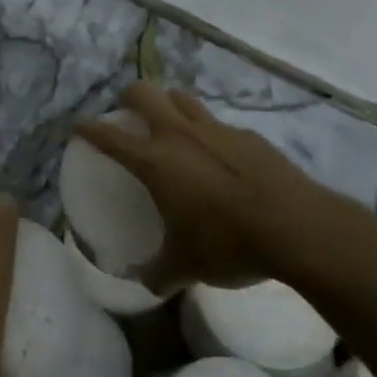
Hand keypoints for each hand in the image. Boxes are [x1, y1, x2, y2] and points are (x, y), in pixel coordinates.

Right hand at [74, 81, 343, 291]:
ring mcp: (217, 130)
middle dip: (129, 97)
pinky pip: (218, 124)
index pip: (109, 136)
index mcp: (156, 161)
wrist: (298, 228)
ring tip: (170, 127)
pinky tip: (219, 159)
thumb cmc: (229, 243)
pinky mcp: (249, 136)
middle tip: (127, 115)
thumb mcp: (187, 267)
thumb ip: (160, 273)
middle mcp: (180, 135)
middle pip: (144, 92)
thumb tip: (147, 283)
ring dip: (169, 105)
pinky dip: (208, 133)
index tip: (78, 126)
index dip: (88, 129)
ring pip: (182, 99)